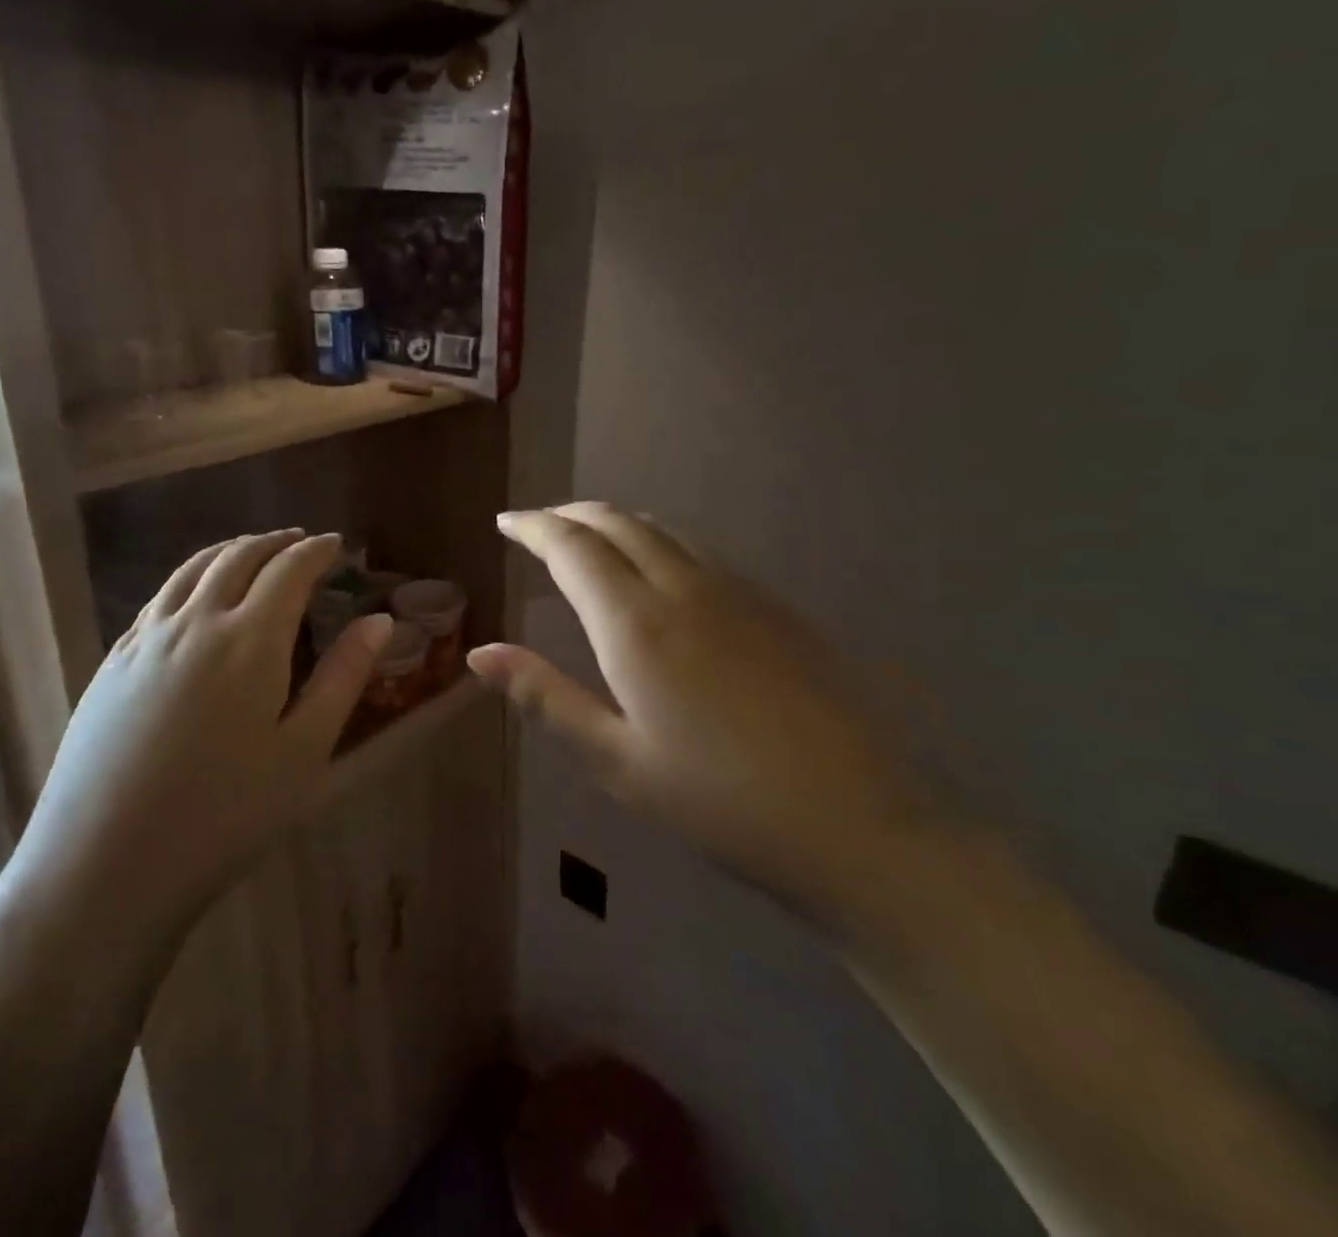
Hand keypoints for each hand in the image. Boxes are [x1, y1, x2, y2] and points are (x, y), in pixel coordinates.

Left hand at [3, 530, 390, 930]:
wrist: (105, 865)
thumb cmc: (225, 814)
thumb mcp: (304, 750)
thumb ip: (343, 677)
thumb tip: (380, 620)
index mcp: (250, 639)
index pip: (289, 570)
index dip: (316, 551)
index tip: (337, 545)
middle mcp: (195, 622)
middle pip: (238, 557)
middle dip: (274, 542)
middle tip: (300, 541)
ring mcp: (146, 639)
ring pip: (192, 569)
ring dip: (230, 550)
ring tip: (253, 552)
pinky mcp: (113, 661)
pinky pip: (159, 596)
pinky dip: (190, 577)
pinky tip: (195, 596)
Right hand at [470, 504, 935, 927]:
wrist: (858, 822)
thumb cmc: (719, 801)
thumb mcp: (616, 760)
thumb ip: (546, 696)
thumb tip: (480, 653)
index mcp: (636, 623)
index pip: (572, 547)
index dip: (534, 526)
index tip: (506, 520)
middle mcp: (684, 588)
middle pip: (617, 522)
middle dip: (571, 514)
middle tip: (539, 525)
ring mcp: (737, 591)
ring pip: (663, 530)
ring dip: (616, 523)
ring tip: (590, 539)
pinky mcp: (775, 606)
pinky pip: (700, 551)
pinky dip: (659, 542)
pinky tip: (660, 572)